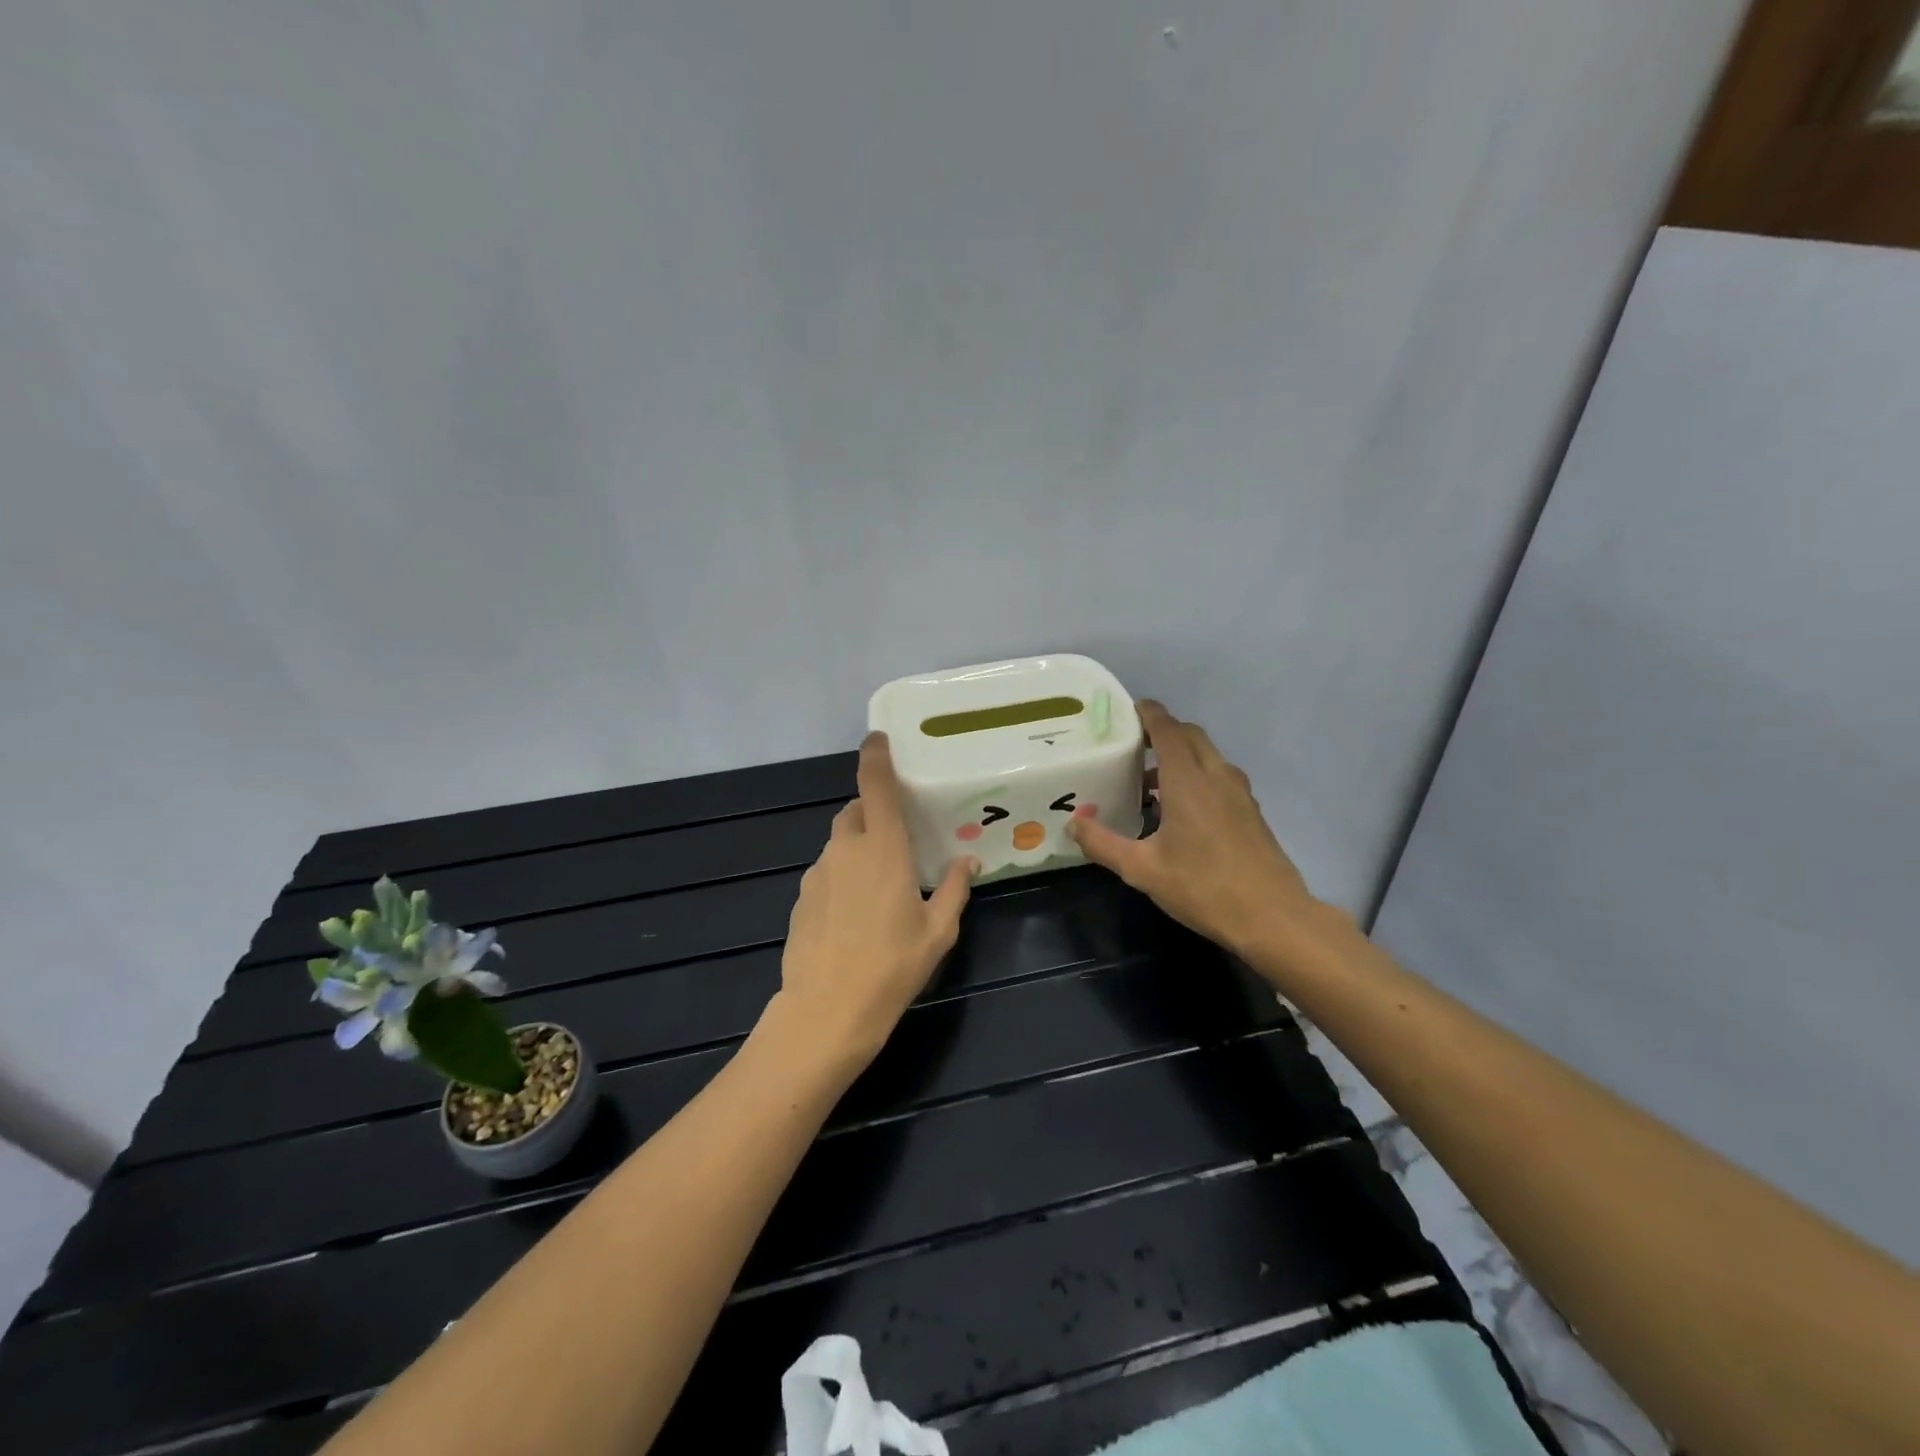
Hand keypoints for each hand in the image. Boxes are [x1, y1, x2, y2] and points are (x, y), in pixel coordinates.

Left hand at [775, 732, 975, 1066]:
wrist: (826, 1012)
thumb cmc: (892, 968)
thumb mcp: (937, 932)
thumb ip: (953, 890)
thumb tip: (968, 861)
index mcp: (884, 849)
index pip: (875, 786)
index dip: (875, 757)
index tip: (877, 739)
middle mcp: (846, 851)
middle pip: (854, 813)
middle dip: (871, 814)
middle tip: (895, 841)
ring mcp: (817, 874)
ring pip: (838, 846)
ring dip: (857, 852)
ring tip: (877, 890)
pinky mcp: (800, 899)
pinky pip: (825, 875)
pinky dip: (840, 880)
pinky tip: (852, 919)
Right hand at [1069, 701, 1328, 961]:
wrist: (1273, 918)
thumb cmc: (1203, 888)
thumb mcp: (1142, 870)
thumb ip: (1103, 844)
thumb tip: (1074, 823)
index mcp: (1188, 780)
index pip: (1167, 729)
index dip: (1148, 714)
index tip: (1128, 710)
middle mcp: (1217, 776)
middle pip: (1190, 736)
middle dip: (1163, 732)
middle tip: (1133, 746)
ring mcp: (1239, 793)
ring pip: (1208, 756)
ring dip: (1181, 756)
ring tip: (1151, 784)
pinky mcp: (1251, 812)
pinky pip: (1220, 777)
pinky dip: (1198, 776)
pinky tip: (1181, 811)